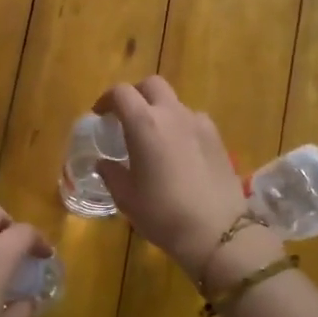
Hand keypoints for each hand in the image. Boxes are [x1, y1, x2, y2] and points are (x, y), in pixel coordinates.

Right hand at [96, 77, 248, 277]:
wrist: (217, 231)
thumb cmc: (162, 213)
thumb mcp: (126, 197)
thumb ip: (111, 173)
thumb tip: (104, 163)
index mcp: (144, 124)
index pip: (121, 93)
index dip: (106, 100)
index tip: (100, 115)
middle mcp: (173, 114)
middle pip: (152, 85)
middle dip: (136, 94)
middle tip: (126, 117)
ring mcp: (199, 124)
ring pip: (175, 103)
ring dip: (160, 111)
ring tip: (154, 138)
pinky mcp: (218, 139)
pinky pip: (193, 121)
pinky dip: (180, 126)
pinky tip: (178, 152)